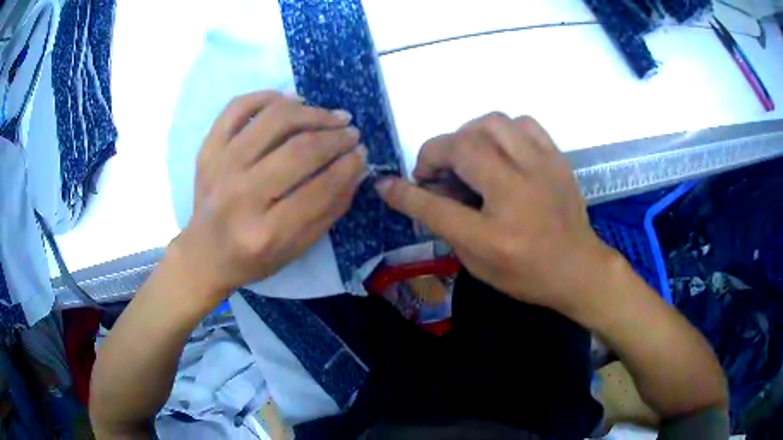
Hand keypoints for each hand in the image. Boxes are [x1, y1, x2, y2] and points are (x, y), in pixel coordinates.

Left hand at [175, 91, 365, 302]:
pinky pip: (237, 107)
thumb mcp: (297, 248)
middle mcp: (240, 195)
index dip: (347, 166)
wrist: (205, 253)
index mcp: (265, 232)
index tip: (362, 153)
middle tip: (352, 132)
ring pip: (273, 120)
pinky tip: (290, 101)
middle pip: (298, 150)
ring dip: (310, 112)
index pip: (319, 189)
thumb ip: (330, 210)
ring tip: (330, 116)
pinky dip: (266, 96)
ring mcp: (219, 167)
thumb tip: (356, 167)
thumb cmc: (253, 258)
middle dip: (335, 136)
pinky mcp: (208, 149)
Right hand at [376, 113, 616, 316]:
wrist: (578, 268)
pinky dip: (501, 130)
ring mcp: (541, 170)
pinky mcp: (556, 158)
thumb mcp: (479, 264)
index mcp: (495, 236)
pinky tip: (499, 149)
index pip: (437, 207)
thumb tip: (417, 193)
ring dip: (467, 136)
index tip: (385, 183)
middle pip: (463, 148)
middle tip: (436, 172)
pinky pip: (523, 122)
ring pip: (492, 123)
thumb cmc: (527, 274)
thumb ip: (447, 226)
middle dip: (435, 153)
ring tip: (466, 156)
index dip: (405, 193)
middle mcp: (518, 194)